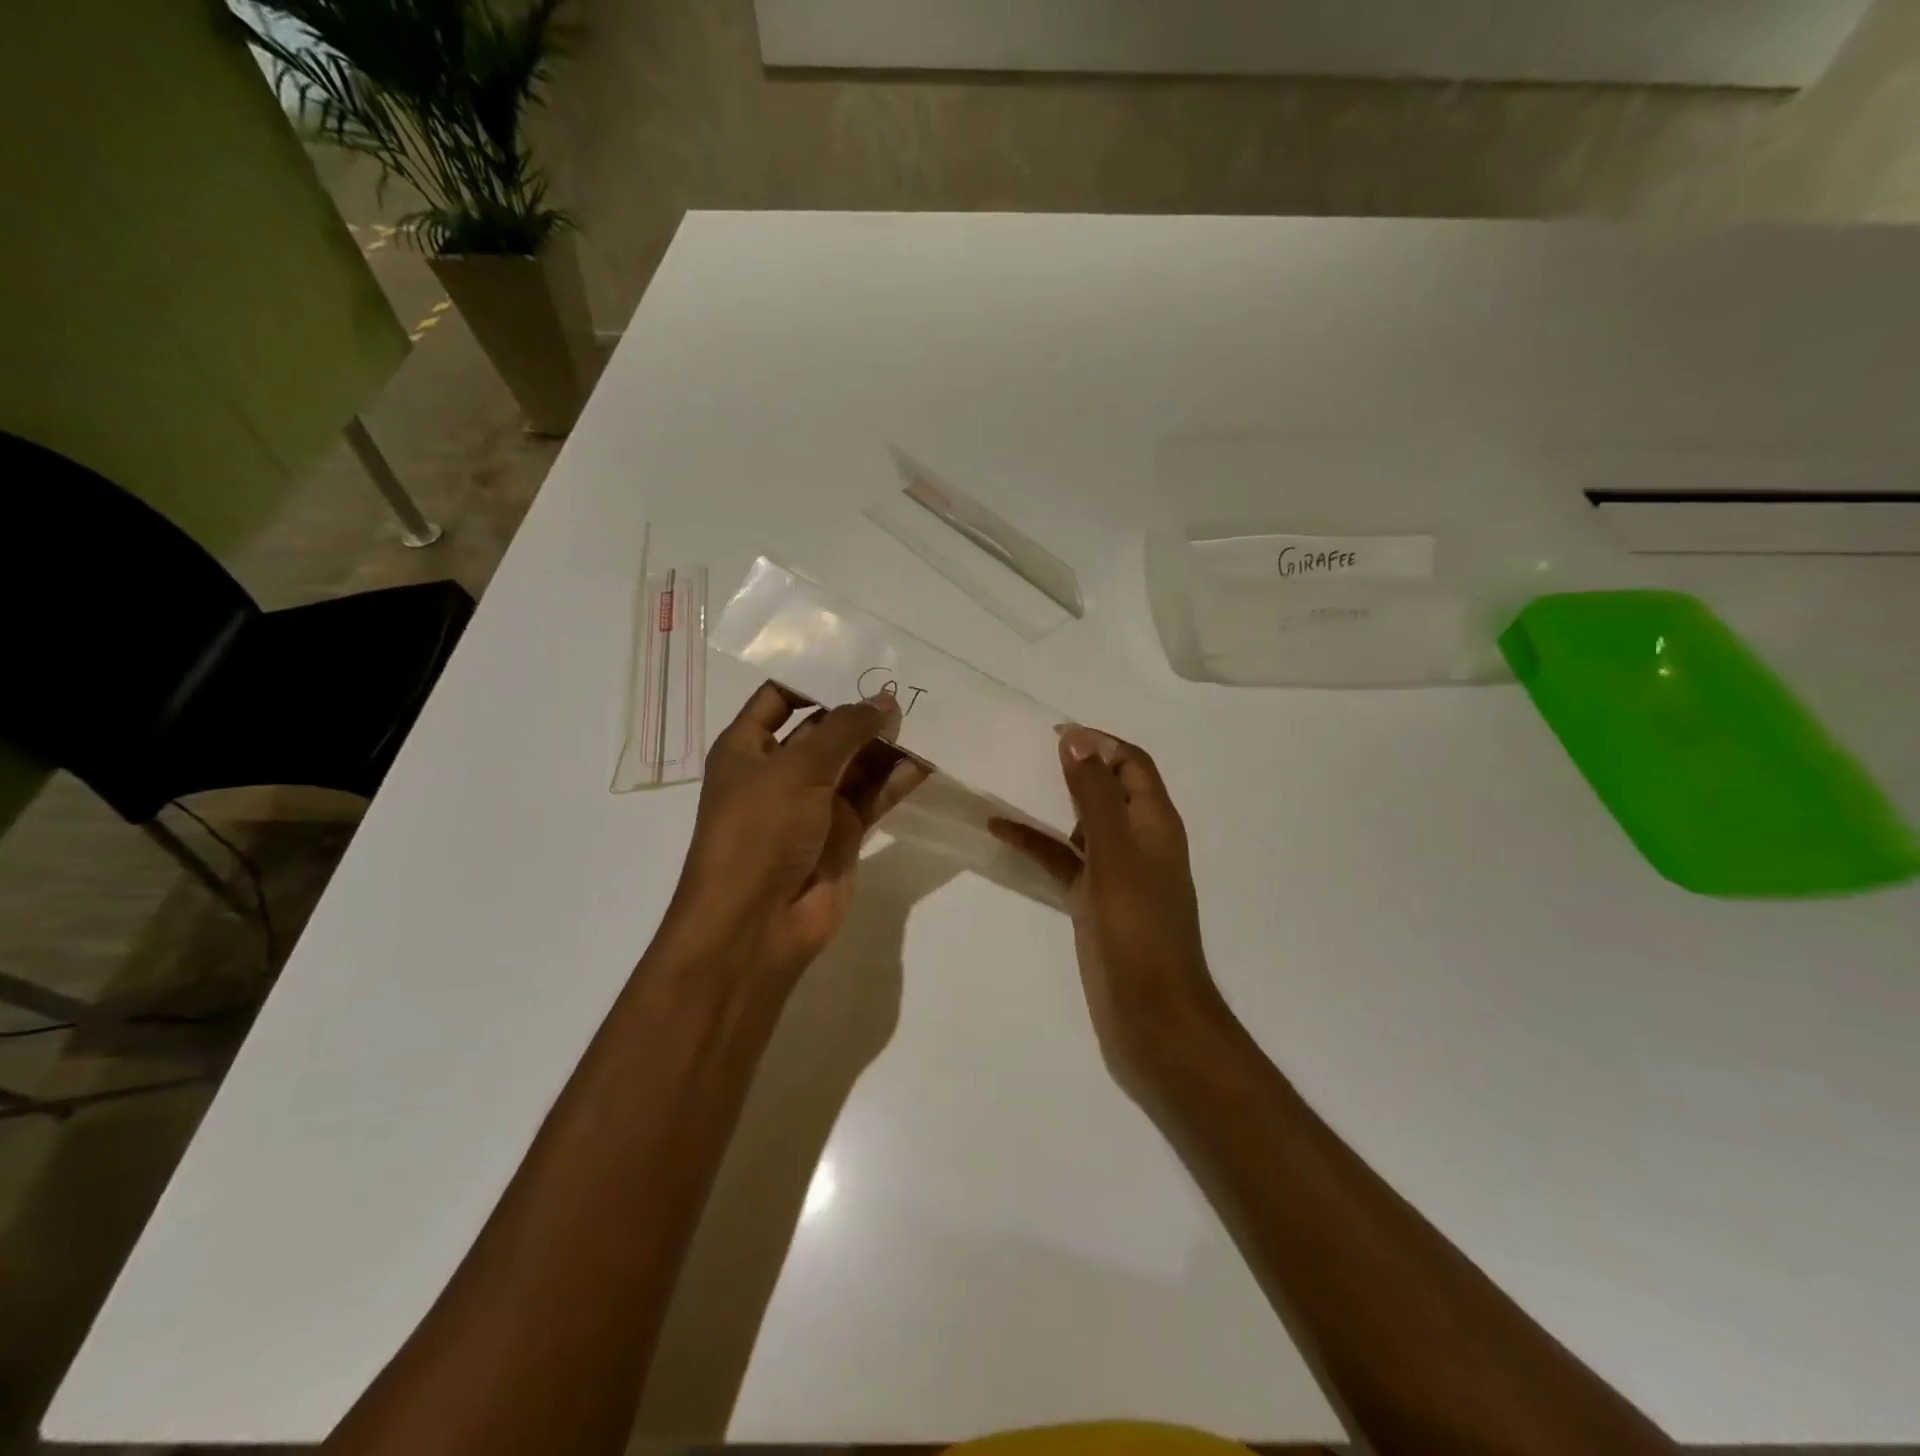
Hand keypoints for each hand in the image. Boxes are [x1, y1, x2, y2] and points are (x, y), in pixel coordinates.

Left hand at [657, 682, 927, 987]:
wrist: (757, 924)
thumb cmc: (759, 832)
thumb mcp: (797, 769)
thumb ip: (845, 730)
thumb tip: (885, 700)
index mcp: (748, 748)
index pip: (780, 697)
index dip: (815, 677)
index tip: (860, 660)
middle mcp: (781, 771)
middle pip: (826, 729)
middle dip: (861, 710)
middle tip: (908, 683)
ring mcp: (814, 804)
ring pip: (856, 762)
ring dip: (885, 743)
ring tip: (927, 714)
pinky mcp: (844, 833)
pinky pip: (875, 796)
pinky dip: (898, 779)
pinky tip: (928, 758)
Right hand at [991, 728, 1222, 1073]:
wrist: (1151, 1013)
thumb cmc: (1137, 926)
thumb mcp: (1114, 852)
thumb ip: (1095, 795)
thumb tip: (1078, 738)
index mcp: (1155, 822)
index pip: (1132, 764)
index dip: (1100, 742)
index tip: (1054, 733)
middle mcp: (1139, 840)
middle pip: (1108, 789)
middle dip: (1074, 768)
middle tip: (1026, 752)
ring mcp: (1116, 873)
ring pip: (1082, 825)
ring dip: (1052, 805)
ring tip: (1009, 784)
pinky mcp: (1095, 901)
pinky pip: (1063, 860)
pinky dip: (1037, 844)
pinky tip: (1001, 831)